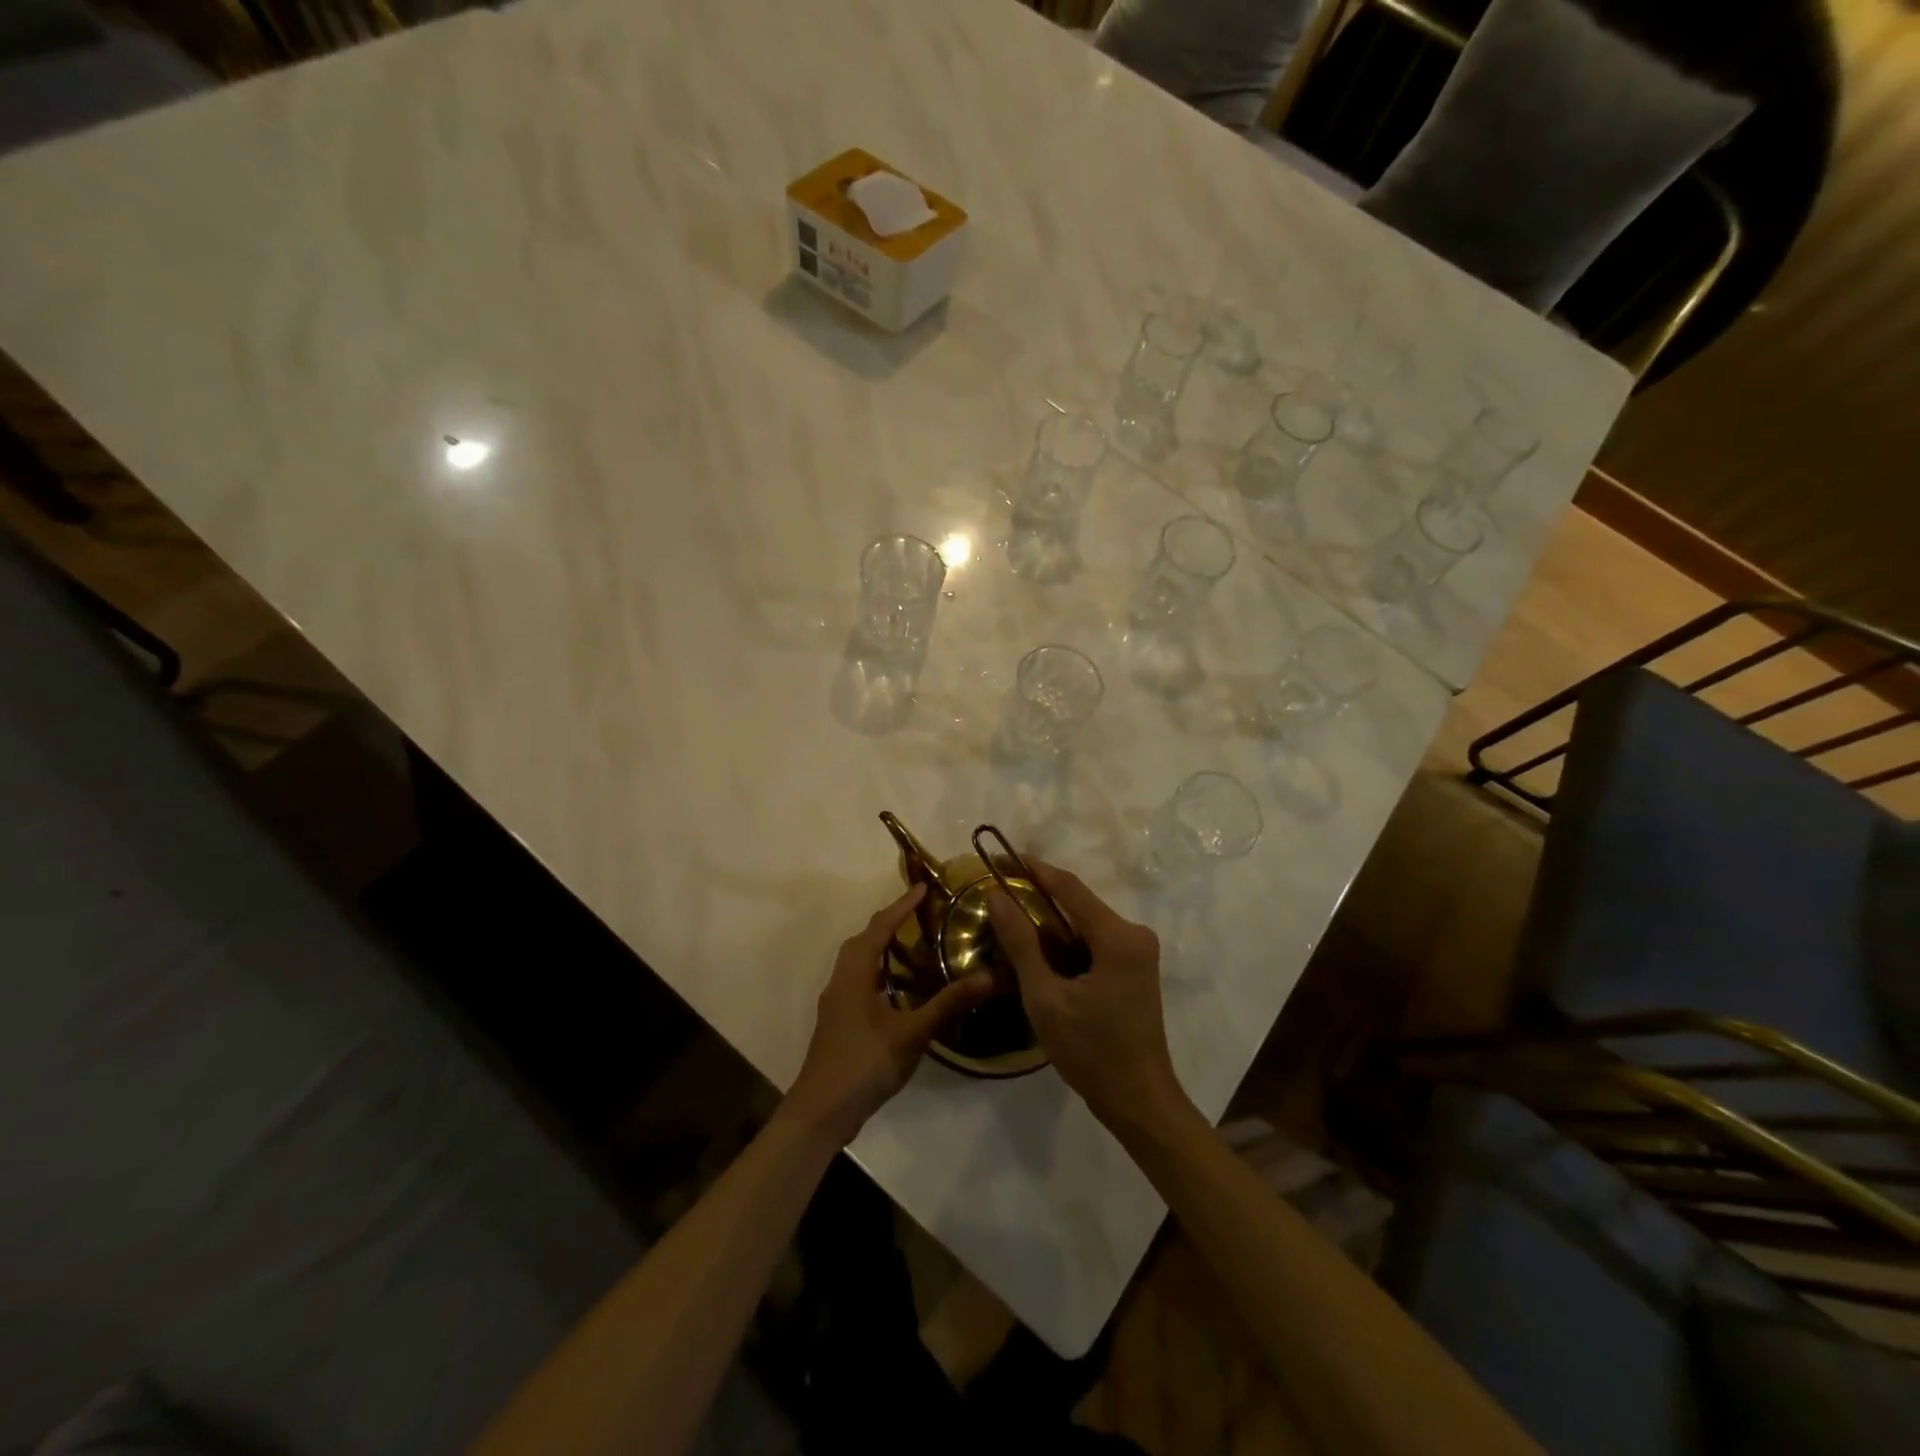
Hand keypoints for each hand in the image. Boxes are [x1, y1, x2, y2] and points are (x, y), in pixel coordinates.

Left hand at [785, 884, 994, 1148]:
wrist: (821, 1113)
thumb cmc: (863, 1065)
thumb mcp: (911, 1034)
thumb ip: (948, 1004)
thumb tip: (987, 976)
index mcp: (854, 975)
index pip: (879, 928)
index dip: (901, 907)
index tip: (923, 887)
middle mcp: (841, 981)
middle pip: (864, 941)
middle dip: (891, 922)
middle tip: (921, 913)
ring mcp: (837, 1003)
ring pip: (859, 962)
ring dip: (883, 947)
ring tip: (915, 943)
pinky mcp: (840, 1022)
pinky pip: (860, 981)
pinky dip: (880, 972)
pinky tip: (901, 988)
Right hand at [987, 862, 1194, 1137]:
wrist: (1139, 1101)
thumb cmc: (1091, 1051)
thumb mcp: (1045, 998)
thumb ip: (1021, 943)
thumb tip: (997, 896)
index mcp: (1118, 937)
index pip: (1069, 887)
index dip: (1032, 869)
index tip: (999, 857)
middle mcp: (1134, 935)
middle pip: (1078, 903)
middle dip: (1036, 897)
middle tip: (996, 896)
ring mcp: (1138, 953)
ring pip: (1084, 924)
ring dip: (1049, 922)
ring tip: (1008, 921)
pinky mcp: (1134, 969)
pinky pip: (1093, 942)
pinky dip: (1065, 943)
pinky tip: (1037, 952)